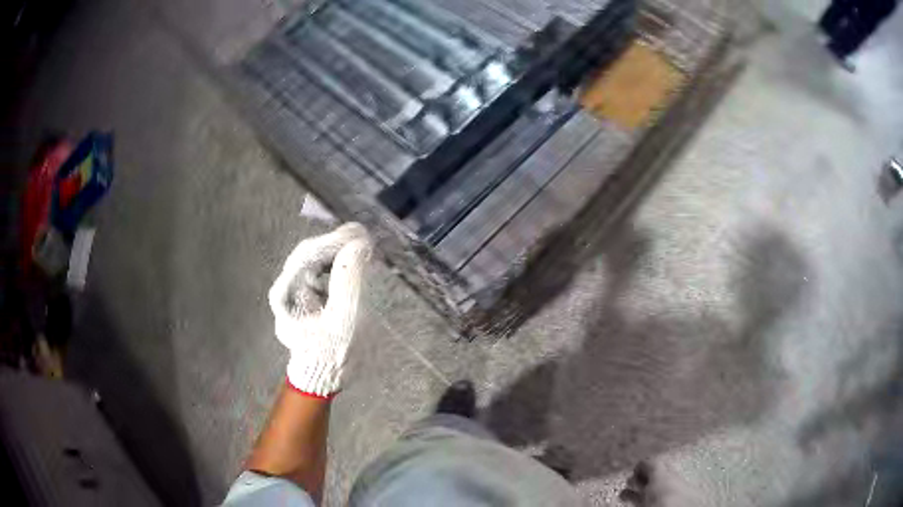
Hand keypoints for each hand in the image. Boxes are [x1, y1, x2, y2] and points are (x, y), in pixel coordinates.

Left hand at [268, 223, 371, 397]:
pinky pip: (320, 272)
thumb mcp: (343, 319)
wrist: (324, 376)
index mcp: (285, 295)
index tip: (359, 233)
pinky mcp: (306, 295)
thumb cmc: (331, 353)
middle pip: (308, 255)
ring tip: (362, 244)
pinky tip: (353, 259)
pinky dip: (336, 264)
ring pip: (313, 261)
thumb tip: (358, 244)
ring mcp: (294, 291)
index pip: (306, 256)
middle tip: (363, 235)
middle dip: (335, 243)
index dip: (332, 241)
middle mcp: (285, 288)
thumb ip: (348, 281)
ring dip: (337, 251)